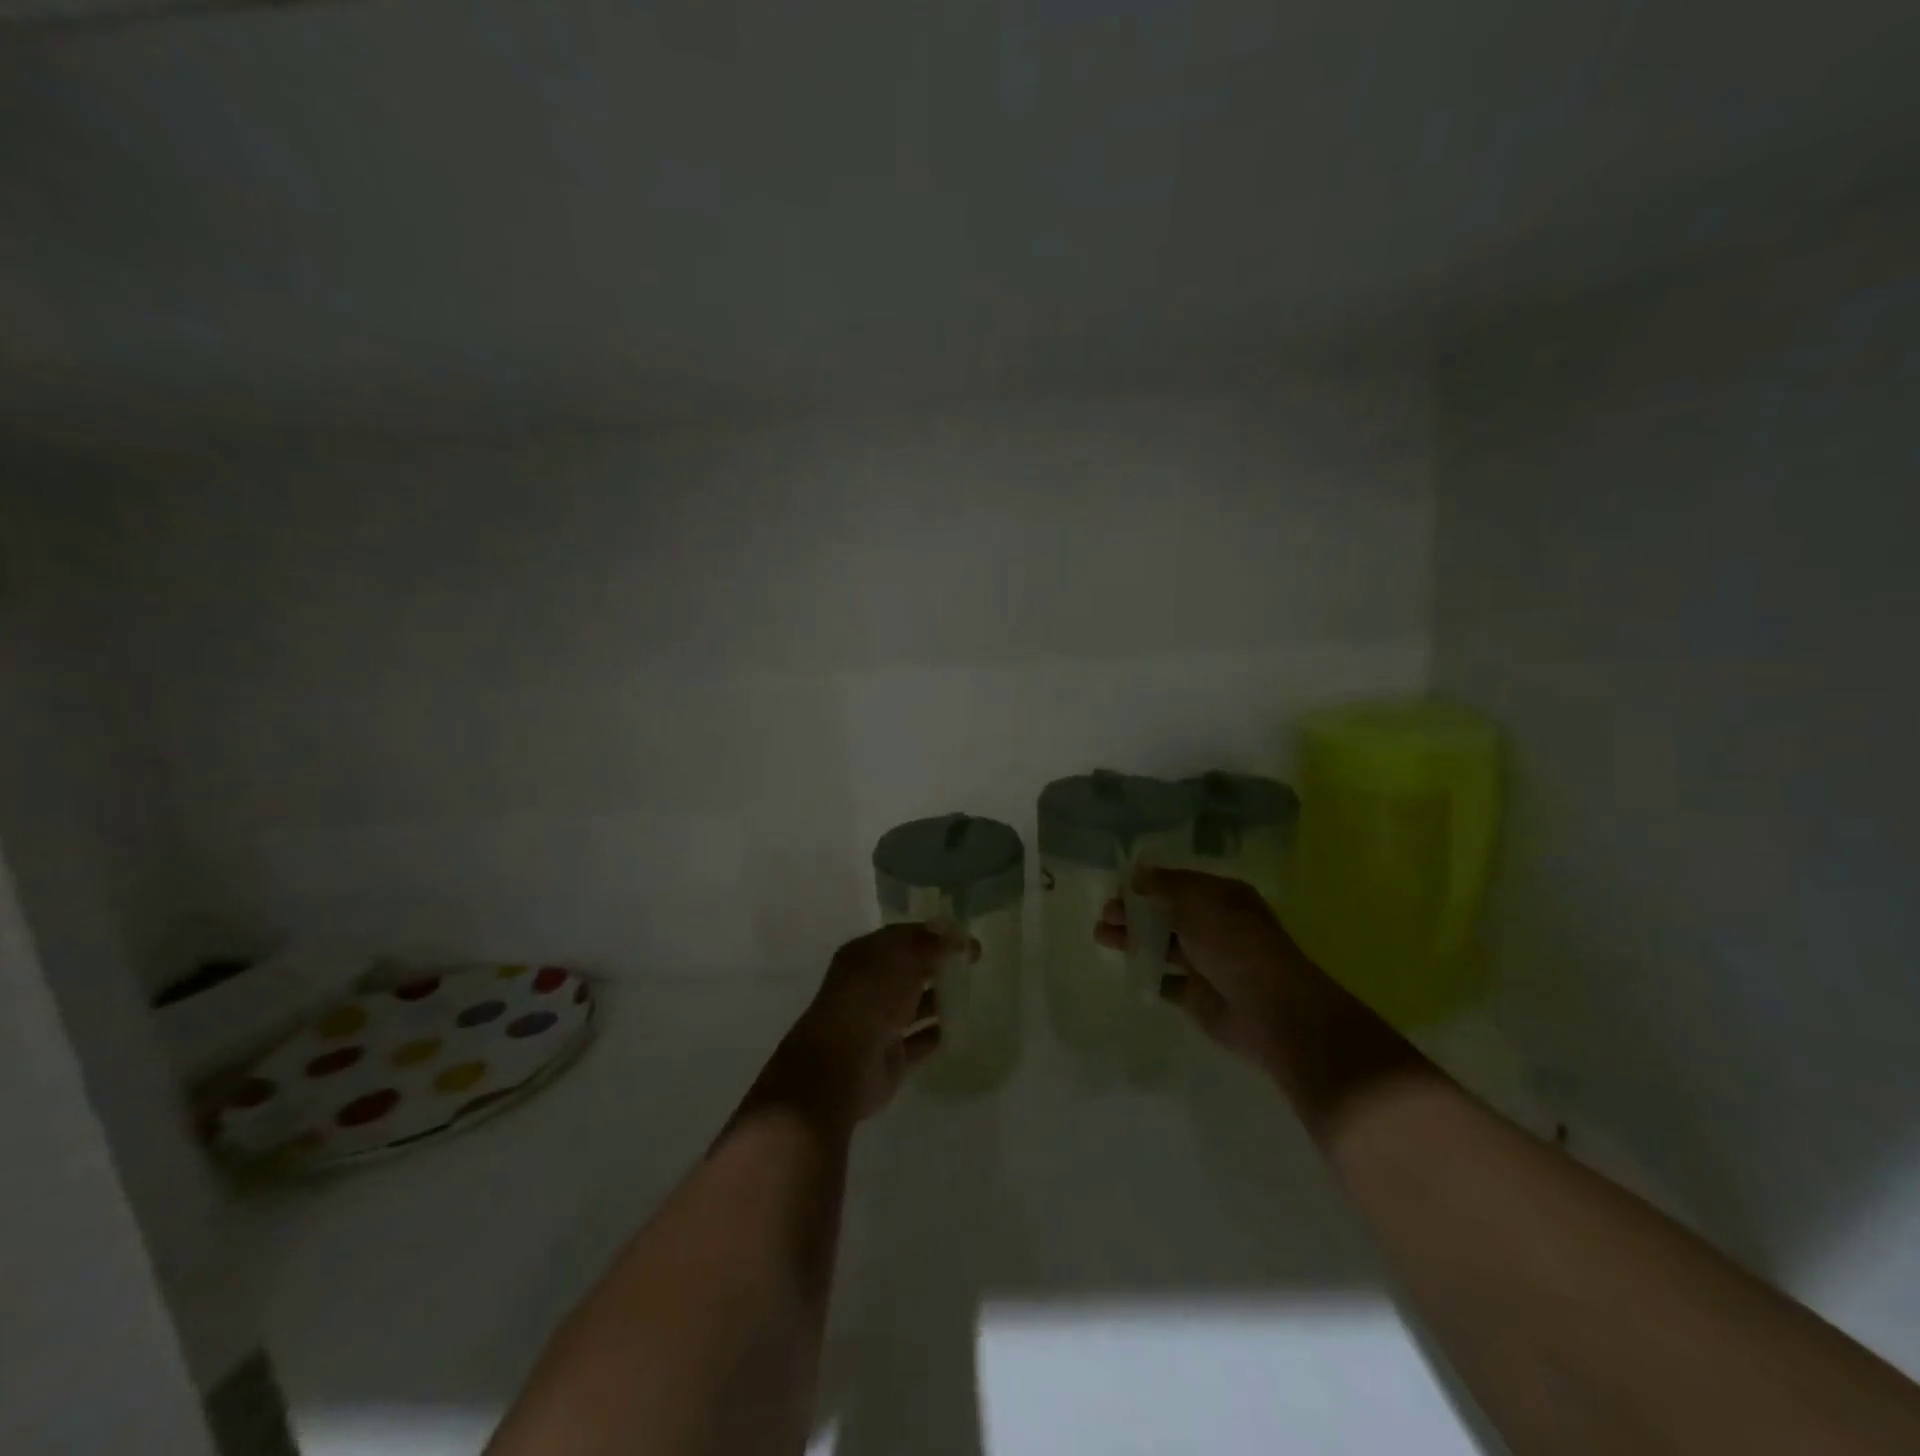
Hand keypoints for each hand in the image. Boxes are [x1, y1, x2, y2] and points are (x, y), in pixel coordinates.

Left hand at [762, 923, 968, 1125]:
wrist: (842, 1066)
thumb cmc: (870, 999)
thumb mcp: (903, 959)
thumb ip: (931, 944)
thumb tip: (955, 934)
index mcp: (864, 955)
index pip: (903, 936)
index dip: (934, 934)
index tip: (966, 938)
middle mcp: (869, 986)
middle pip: (909, 969)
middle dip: (938, 964)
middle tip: (973, 962)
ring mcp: (879, 1022)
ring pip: (915, 1004)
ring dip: (939, 997)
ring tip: (971, 991)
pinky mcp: (891, 1056)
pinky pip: (919, 1040)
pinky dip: (937, 1033)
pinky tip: (959, 1026)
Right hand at [1095, 868, 1330, 1073]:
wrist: (1271, 1011)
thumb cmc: (1237, 946)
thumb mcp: (1200, 903)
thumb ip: (1165, 887)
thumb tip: (1136, 874)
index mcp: (1221, 898)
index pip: (1178, 884)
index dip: (1148, 884)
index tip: (1117, 887)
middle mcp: (1213, 926)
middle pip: (1165, 914)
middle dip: (1134, 912)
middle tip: (1105, 915)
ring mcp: (1205, 962)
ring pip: (1161, 945)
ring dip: (1132, 939)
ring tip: (1101, 937)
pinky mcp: (1195, 995)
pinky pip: (1164, 980)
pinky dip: (1146, 974)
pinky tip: (1124, 968)